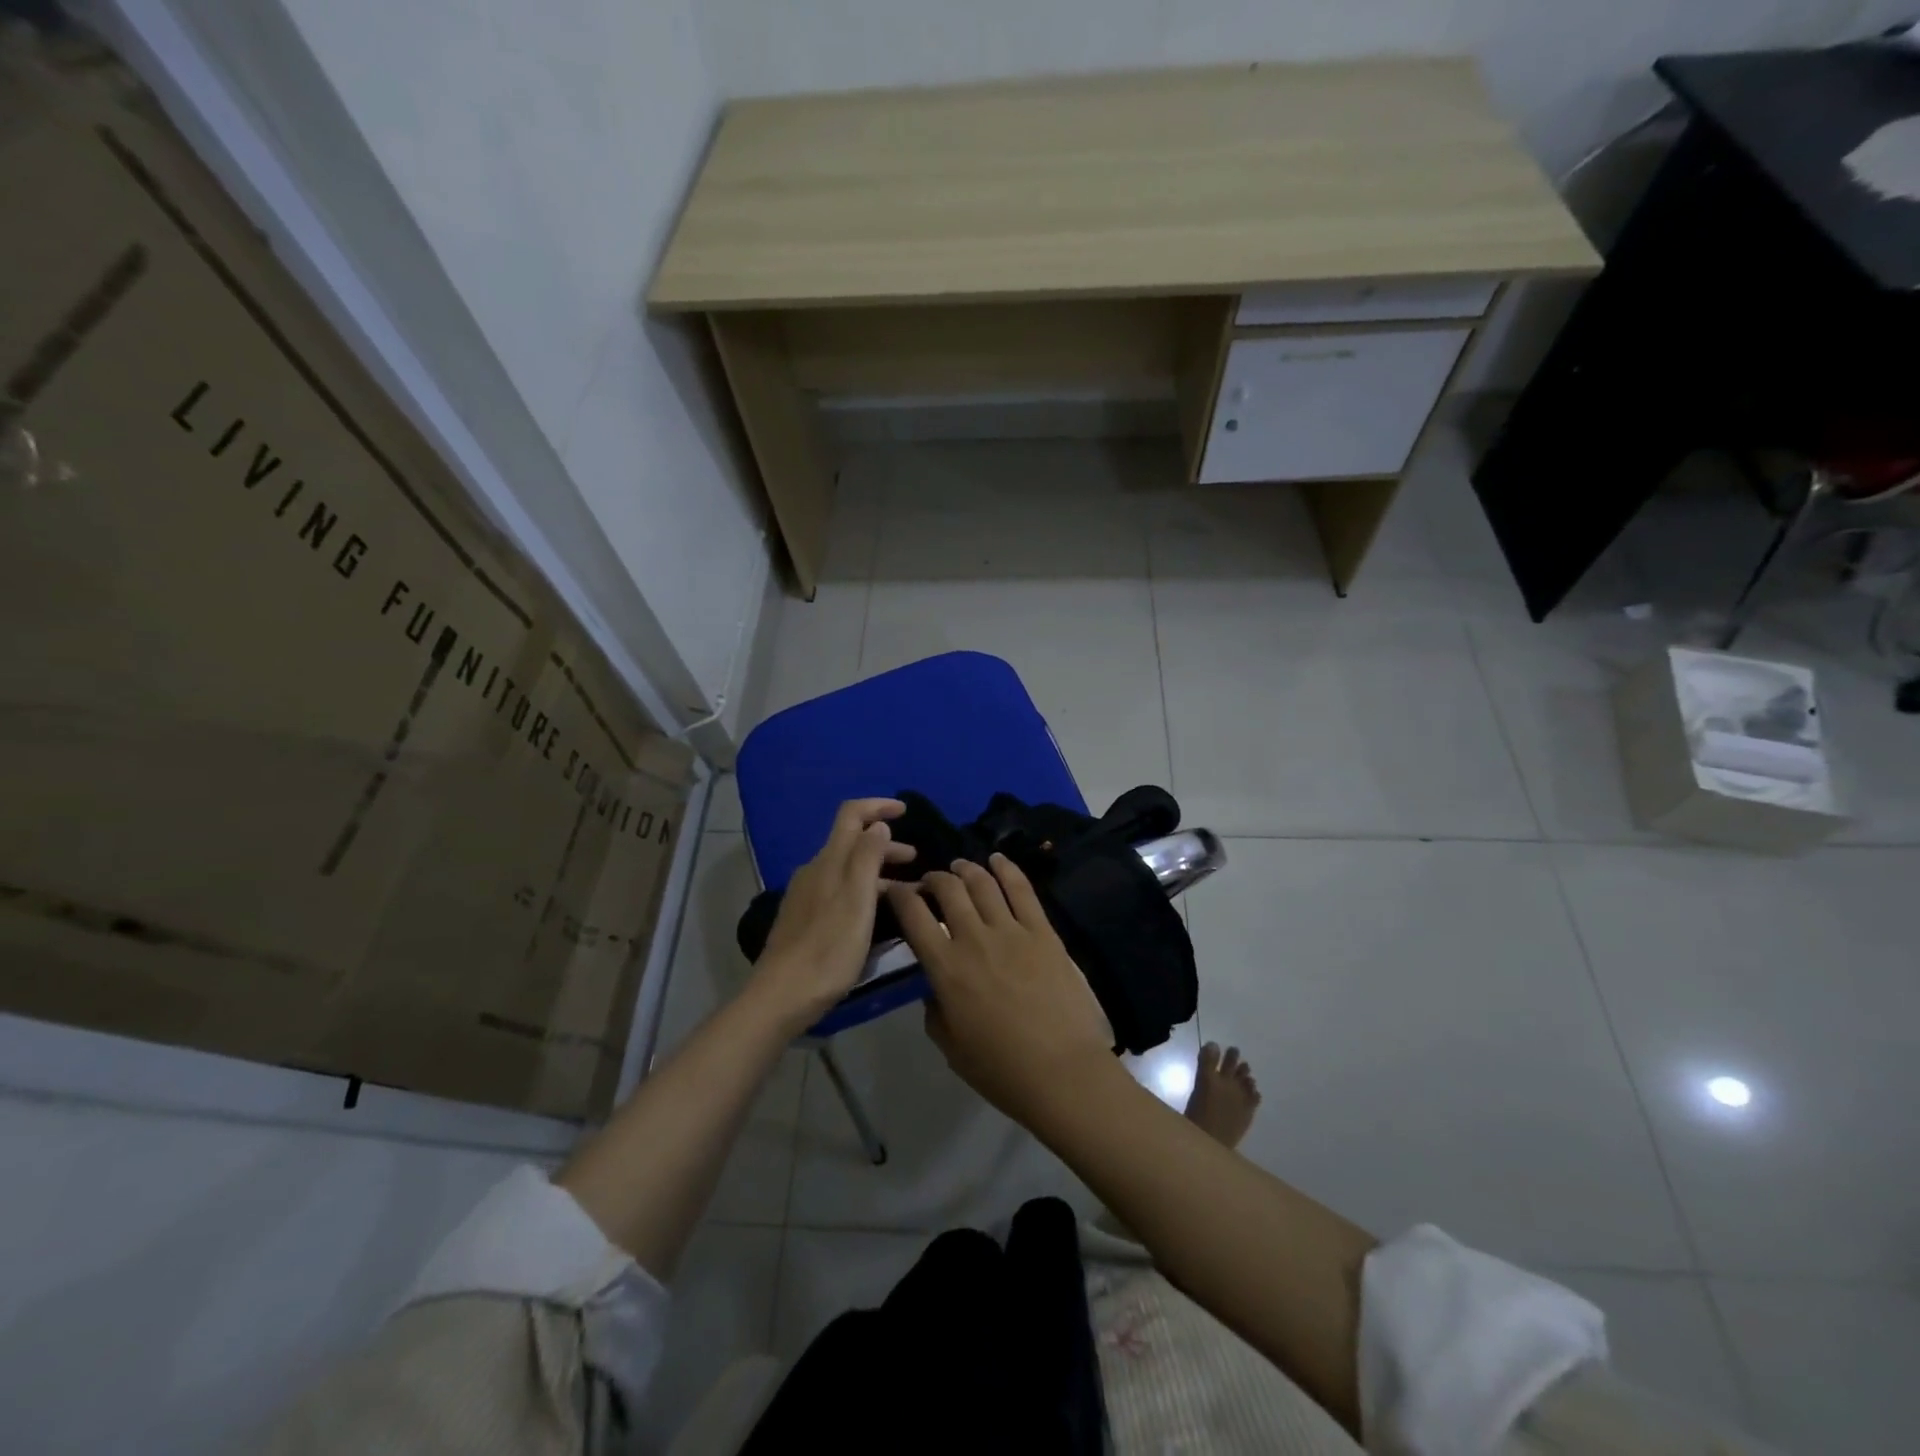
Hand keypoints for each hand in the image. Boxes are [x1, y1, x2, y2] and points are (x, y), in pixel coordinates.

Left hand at [755, 798, 913, 1030]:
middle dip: (884, 843)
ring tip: (904, 890)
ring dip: (876, 869)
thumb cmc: (828, 948)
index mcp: (829, 861)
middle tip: (915, 860)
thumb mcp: (858, 900)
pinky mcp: (805, 917)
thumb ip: (868, 857)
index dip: (878, 806)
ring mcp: (807, 894)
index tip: (905, 811)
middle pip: (851, 842)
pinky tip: (875, 912)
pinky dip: (863, 889)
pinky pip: (839, 888)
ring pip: (847, 868)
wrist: (782, 995)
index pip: (851, 814)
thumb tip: (878, 824)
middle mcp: (815, 870)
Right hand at [886, 855, 1114, 1122]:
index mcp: (945, 968)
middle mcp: (974, 938)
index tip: (896, 890)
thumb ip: (935, 1009)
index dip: (899, 895)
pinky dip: (1007, 868)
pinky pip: (1022, 889)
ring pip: (982, 882)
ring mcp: (1012, 931)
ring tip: (960, 868)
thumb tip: (936, 988)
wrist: (1062, 1072)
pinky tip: (998, 859)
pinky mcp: (1043, 931)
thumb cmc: (1001, 1069)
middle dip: (933, 878)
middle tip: (931, 882)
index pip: (913, 915)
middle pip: (948, 889)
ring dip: (966, 869)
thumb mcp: (950, 1047)